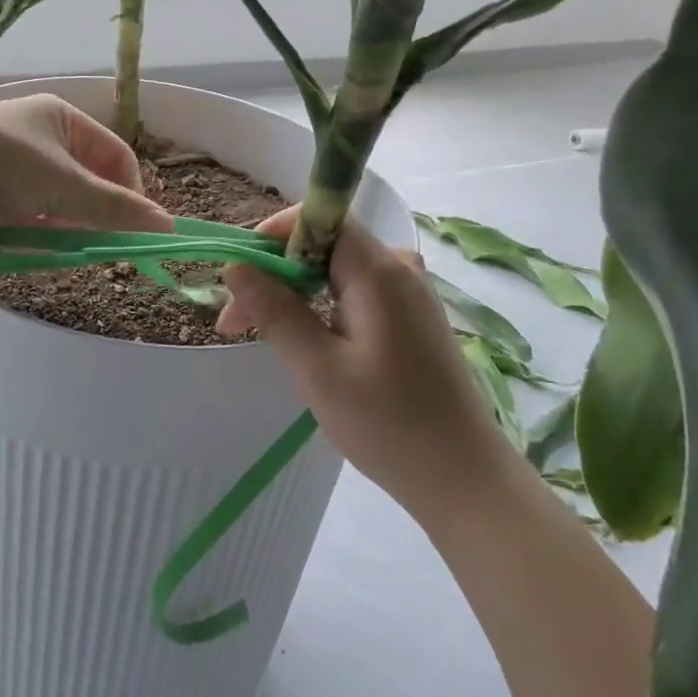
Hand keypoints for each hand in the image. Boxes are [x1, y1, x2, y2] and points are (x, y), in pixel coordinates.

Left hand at [0, 94, 172, 232]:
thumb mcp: (65, 188)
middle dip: (93, 213)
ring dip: (64, 223)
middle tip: (96, 245)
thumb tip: (167, 227)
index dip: (131, 193)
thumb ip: (116, 209)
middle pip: (88, 178)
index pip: (117, 156)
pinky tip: (29, 241)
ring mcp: (13, 157)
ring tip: (59, 246)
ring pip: (57, 197)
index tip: (131, 230)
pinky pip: (28, 206)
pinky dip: (34, 225)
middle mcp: (41, 133)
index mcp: (64, 118)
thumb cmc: (0, 167)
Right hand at [216, 206, 514, 527]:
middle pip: (324, 246)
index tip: (238, 274)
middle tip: (234, 324)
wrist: (463, 478)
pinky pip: (357, 295)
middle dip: (274, 275)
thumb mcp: (318, 368)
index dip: (273, 235)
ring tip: (262, 338)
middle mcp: (399, 269)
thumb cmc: (388, 423)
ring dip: (295, 296)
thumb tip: (235, 266)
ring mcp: (410, 295)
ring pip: (337, 274)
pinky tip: (306, 346)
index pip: (320, 218)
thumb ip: (275, 311)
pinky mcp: (413, 320)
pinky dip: (322, 310)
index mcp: (380, 271)